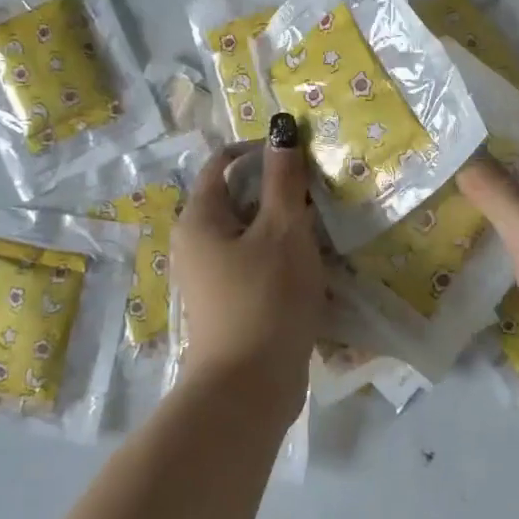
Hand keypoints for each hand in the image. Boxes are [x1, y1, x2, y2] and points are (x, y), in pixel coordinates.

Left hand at [171, 116, 325, 412]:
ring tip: (322, 225)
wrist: (249, 388)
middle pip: (236, 198)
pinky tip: (312, 263)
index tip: (299, 155)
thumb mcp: (282, 230)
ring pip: (249, 232)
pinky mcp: (229, 303)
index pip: (220, 164)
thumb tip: (281, 129)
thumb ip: (283, 179)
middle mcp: (195, 243)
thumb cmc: (266, 298)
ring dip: (283, 224)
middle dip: (276, 189)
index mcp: (199, 219)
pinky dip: (280, 254)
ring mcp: (210, 277)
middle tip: (319, 192)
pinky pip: (254, 262)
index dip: (257, 151)